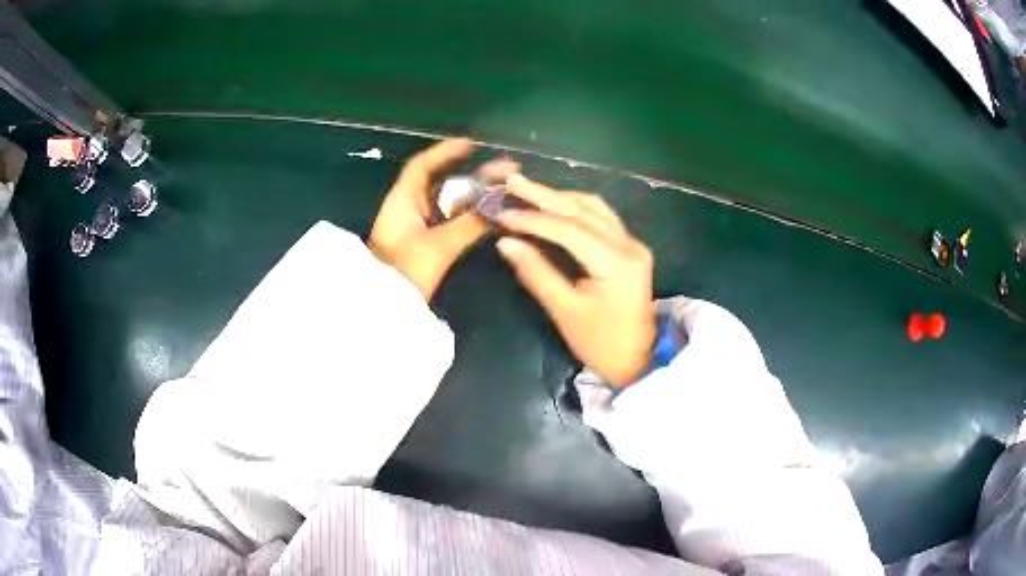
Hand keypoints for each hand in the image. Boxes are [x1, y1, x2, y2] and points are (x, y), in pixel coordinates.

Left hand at [369, 138, 518, 300]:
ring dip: (474, 194)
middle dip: (473, 174)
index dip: (446, 152)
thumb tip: (500, 207)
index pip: (422, 166)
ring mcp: (416, 226)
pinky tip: (490, 212)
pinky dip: (468, 214)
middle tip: (505, 170)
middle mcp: (408, 208)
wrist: (384, 309)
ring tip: (506, 187)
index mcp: (402, 201)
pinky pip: (449, 220)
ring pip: (448, 202)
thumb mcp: (438, 247)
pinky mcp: (423, 242)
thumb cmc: (404, 273)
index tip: (473, 145)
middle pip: (441, 182)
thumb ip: (469, 225)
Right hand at [496, 175, 655, 385]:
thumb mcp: (565, 311)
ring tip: (528, 191)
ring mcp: (632, 244)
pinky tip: (555, 205)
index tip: (502, 213)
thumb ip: (536, 272)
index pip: (569, 230)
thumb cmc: (600, 343)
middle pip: (582, 210)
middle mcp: (629, 245)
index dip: (533, 220)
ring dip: (560, 197)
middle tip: (511, 181)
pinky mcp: (629, 248)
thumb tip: (506, 242)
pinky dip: (575, 208)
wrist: (638, 360)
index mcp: (617, 263)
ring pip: (593, 208)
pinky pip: (601, 217)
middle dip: (544, 195)